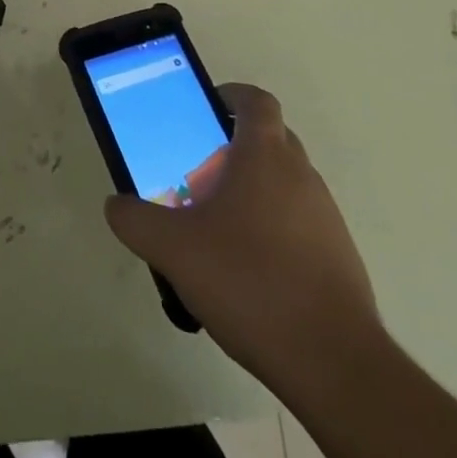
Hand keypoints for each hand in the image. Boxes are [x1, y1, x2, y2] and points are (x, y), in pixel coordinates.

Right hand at [103, 84, 383, 382]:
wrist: (333, 362)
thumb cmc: (250, 281)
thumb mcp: (175, 250)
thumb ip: (137, 221)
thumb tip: (116, 205)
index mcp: (265, 155)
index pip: (255, 100)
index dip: (231, 96)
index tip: (205, 110)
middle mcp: (301, 174)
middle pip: (270, 138)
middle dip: (235, 147)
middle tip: (199, 172)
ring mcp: (326, 216)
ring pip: (285, 183)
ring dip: (254, 191)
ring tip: (218, 229)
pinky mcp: (339, 256)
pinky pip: (300, 223)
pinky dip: (274, 229)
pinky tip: (249, 271)